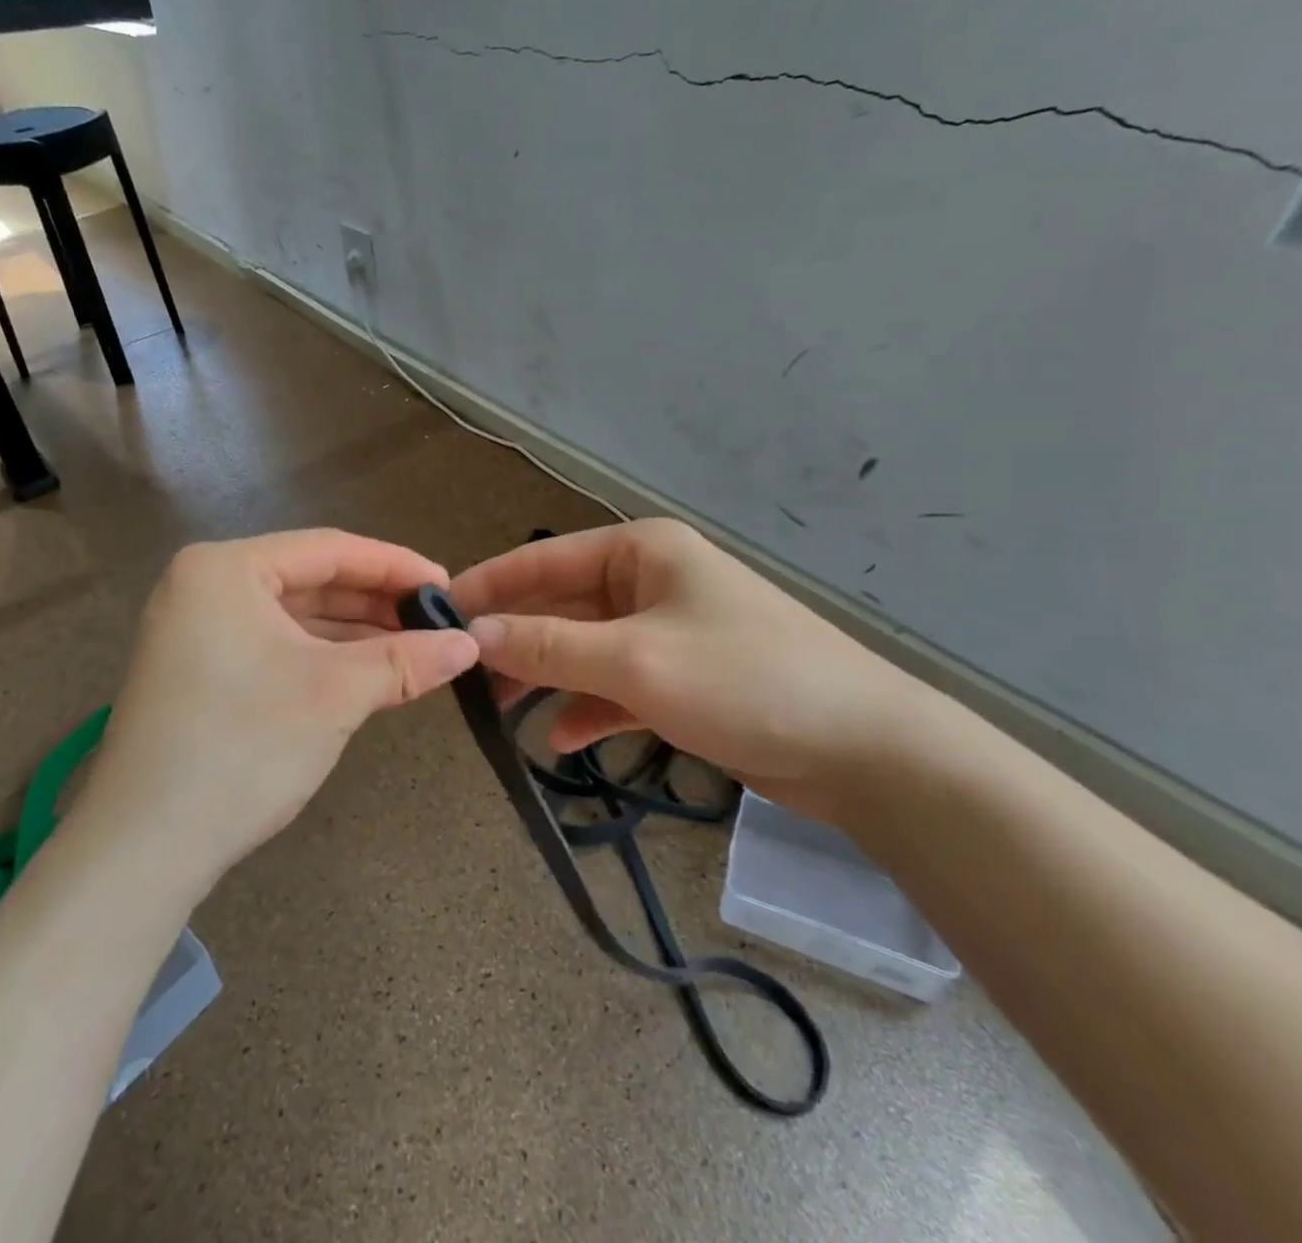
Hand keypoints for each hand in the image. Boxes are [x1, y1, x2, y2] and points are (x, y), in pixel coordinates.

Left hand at [77, 529, 478, 885]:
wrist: (144, 847)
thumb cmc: (243, 746)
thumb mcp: (335, 694)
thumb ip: (406, 660)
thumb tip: (470, 645)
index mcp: (226, 568)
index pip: (329, 550)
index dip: (395, 566)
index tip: (448, 588)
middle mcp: (205, 585)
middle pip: (310, 580)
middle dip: (375, 603)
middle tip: (436, 622)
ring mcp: (196, 629)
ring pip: (294, 616)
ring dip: (353, 633)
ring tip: (413, 649)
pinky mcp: (200, 670)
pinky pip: (275, 645)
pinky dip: (321, 657)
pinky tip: (366, 672)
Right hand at [449, 519, 928, 816]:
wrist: (864, 750)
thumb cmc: (744, 681)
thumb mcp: (634, 661)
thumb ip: (549, 645)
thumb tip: (474, 633)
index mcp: (641, 552)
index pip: (544, 559)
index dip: (489, 586)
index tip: (437, 615)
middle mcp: (649, 581)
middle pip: (560, 604)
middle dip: (515, 640)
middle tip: (464, 677)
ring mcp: (666, 631)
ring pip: (583, 647)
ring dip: (545, 677)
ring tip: (500, 713)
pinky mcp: (681, 678)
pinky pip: (614, 684)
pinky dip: (587, 707)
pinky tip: (561, 739)